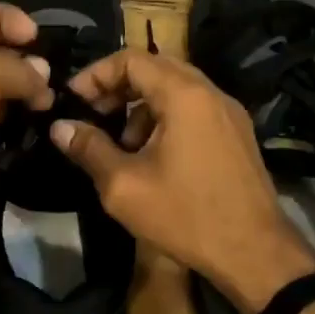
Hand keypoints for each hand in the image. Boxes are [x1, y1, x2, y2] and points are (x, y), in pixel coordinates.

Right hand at [49, 48, 314, 313]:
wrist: (255, 253)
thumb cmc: (185, 215)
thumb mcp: (123, 186)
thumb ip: (89, 149)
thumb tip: (60, 127)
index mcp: (184, 96)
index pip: (131, 59)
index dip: (96, 74)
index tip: (73, 100)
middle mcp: (211, 93)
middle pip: (155, 68)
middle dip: (118, 87)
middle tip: (92, 115)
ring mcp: (229, 114)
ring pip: (176, 89)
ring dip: (141, 106)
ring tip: (121, 144)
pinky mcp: (237, 135)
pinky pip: (194, 109)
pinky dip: (165, 118)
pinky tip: (152, 157)